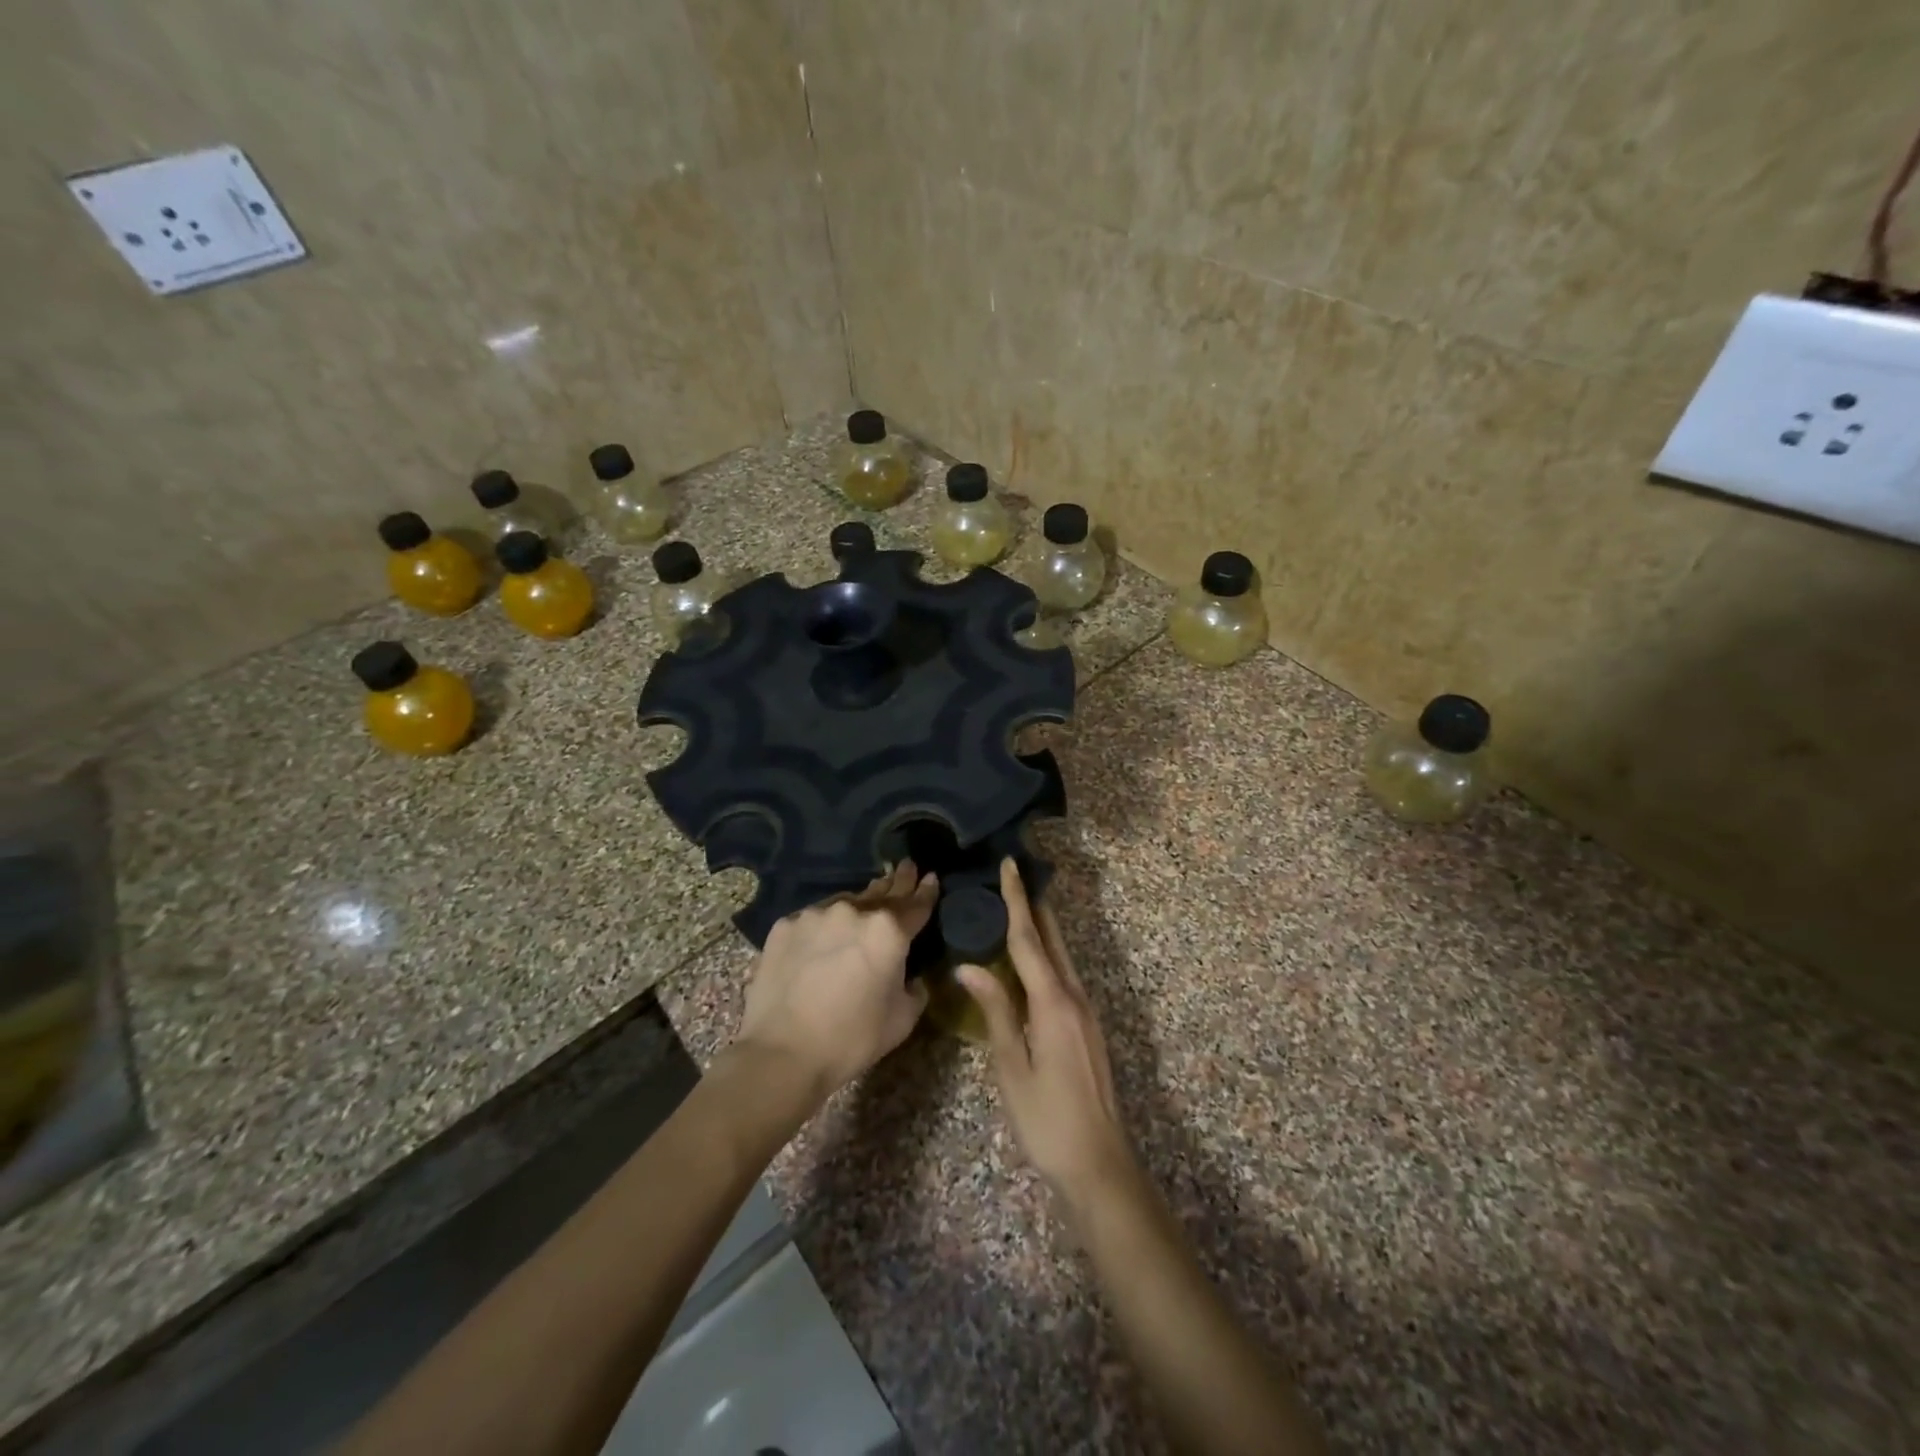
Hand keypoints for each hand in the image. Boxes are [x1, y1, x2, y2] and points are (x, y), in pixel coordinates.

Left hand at [732, 862, 936, 1104]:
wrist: (782, 1053)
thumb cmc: (852, 1039)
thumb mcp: (903, 1019)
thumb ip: (915, 988)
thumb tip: (911, 976)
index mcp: (889, 931)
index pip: (916, 904)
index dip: (926, 891)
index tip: (930, 877)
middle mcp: (854, 911)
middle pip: (882, 892)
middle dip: (897, 881)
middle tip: (906, 867)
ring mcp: (816, 914)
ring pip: (845, 904)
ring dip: (857, 908)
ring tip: (861, 912)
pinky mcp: (785, 926)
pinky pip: (813, 920)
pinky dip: (823, 927)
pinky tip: (821, 941)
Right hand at [960, 860, 1138, 1212]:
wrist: (1099, 1163)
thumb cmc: (1046, 1119)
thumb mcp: (1011, 1067)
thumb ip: (995, 1011)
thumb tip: (968, 966)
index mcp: (1053, 1002)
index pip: (1029, 939)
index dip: (1017, 900)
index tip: (1010, 865)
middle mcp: (1075, 996)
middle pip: (1051, 939)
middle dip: (1033, 905)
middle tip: (1011, 875)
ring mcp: (1086, 1010)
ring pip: (1061, 955)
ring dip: (1041, 927)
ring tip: (1016, 905)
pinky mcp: (1087, 1025)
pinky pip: (1065, 974)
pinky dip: (1046, 953)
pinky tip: (1030, 958)